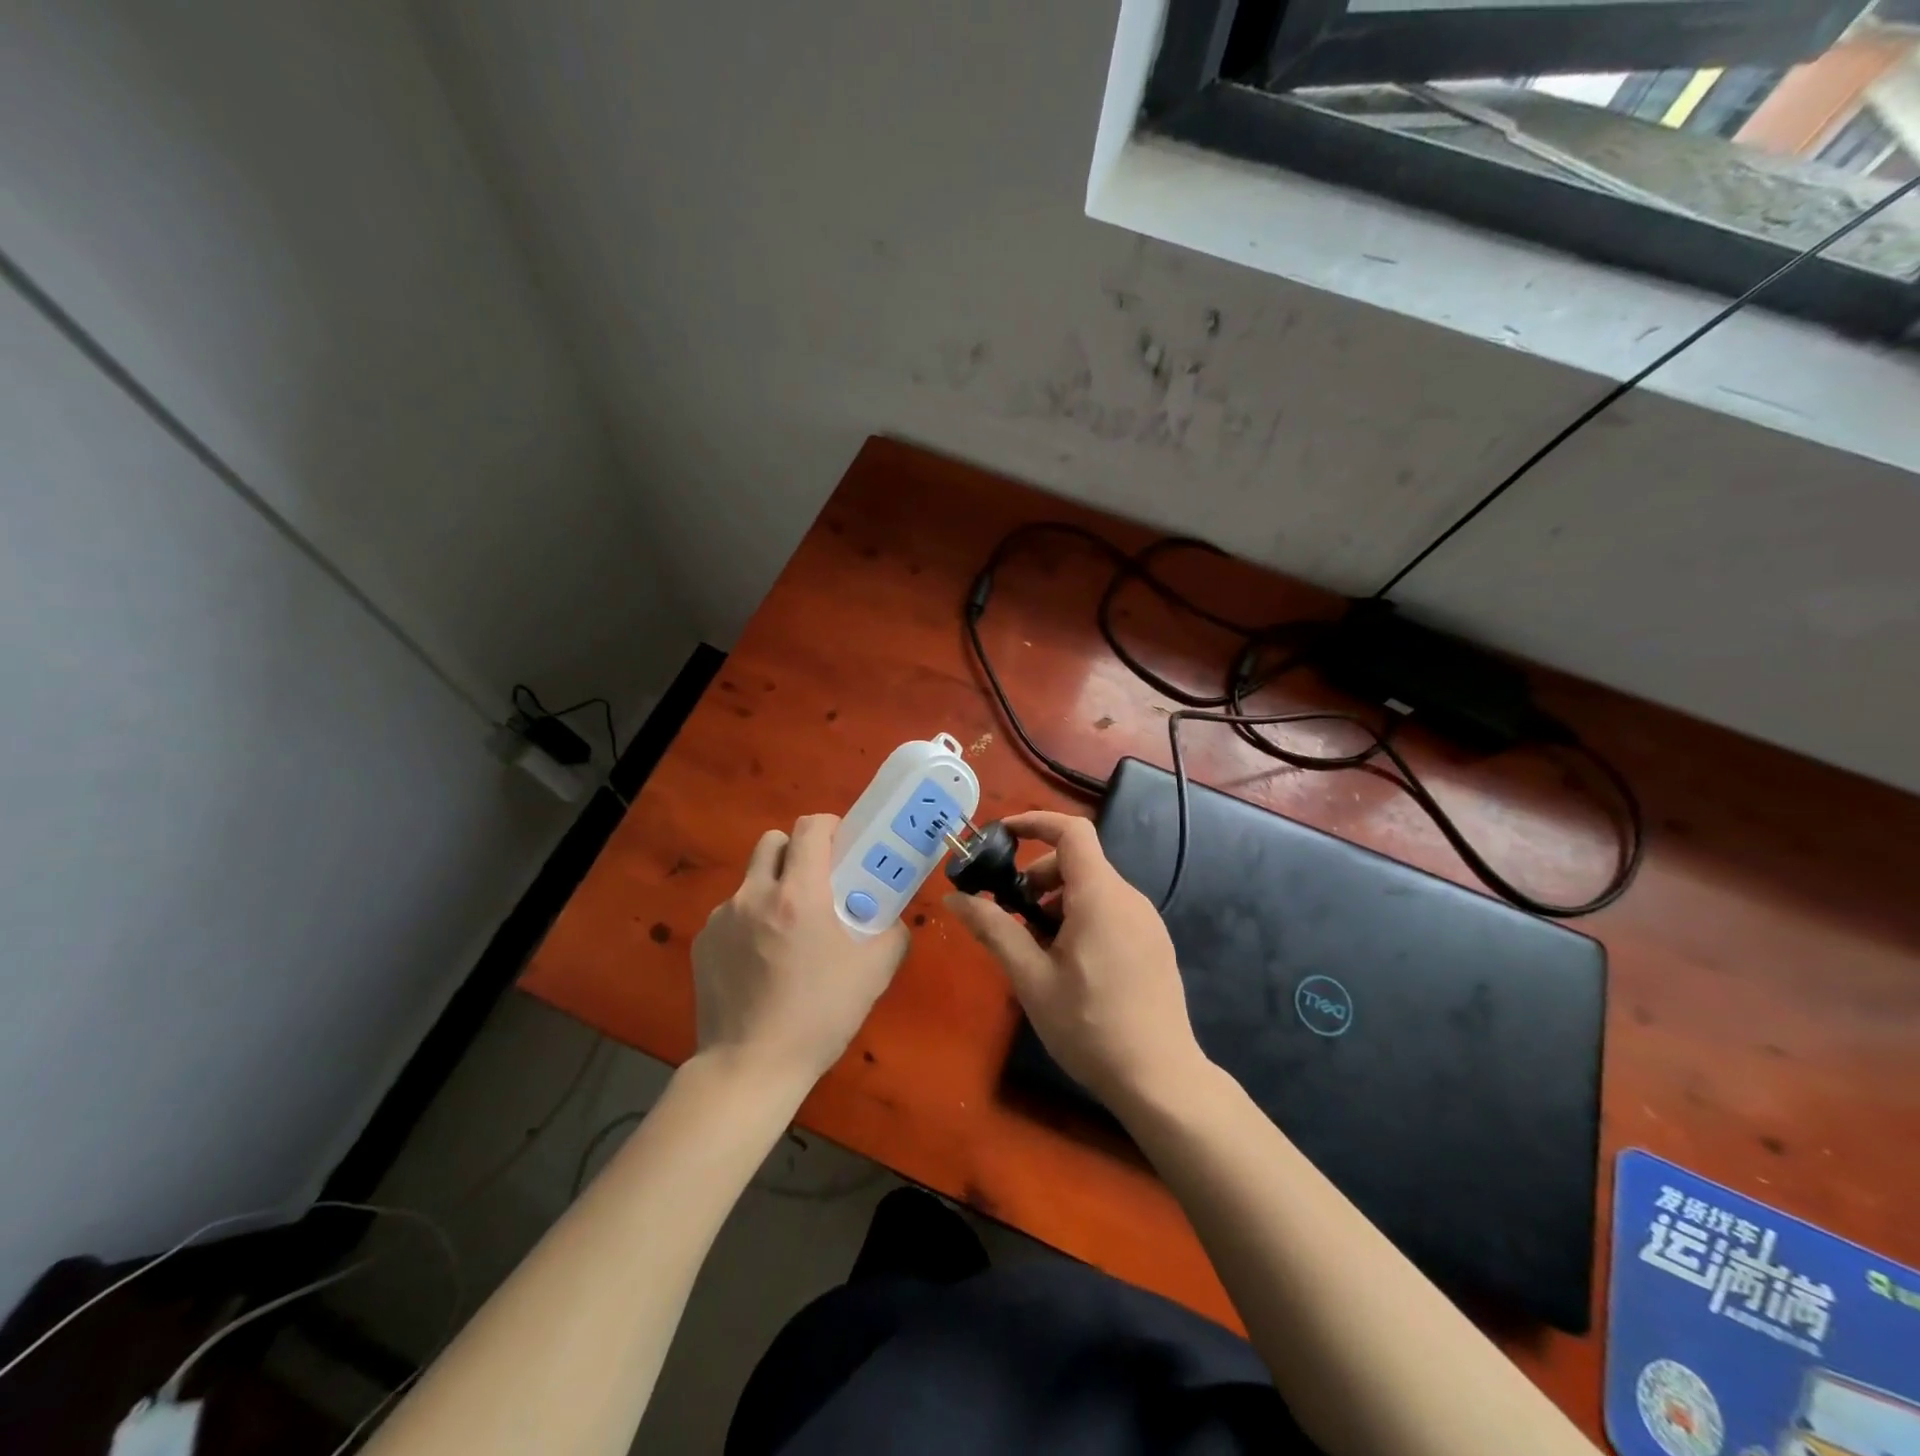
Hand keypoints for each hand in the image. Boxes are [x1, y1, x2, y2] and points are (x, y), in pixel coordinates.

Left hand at [692, 814, 908, 1087]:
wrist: (751, 1067)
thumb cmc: (819, 1016)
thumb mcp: (874, 973)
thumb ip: (891, 933)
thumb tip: (890, 918)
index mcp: (799, 895)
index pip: (810, 828)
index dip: (829, 827)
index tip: (842, 847)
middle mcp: (755, 894)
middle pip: (773, 842)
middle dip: (797, 852)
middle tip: (816, 884)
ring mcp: (722, 918)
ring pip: (752, 880)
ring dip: (772, 889)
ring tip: (787, 933)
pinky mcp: (703, 943)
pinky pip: (732, 914)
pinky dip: (749, 923)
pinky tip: (760, 963)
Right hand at [945, 810, 1207, 1110]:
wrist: (1160, 1080)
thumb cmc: (1089, 1026)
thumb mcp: (1031, 979)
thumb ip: (994, 930)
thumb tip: (954, 899)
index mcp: (1100, 896)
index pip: (1072, 832)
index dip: (1035, 823)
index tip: (1002, 836)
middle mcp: (1128, 898)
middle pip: (1078, 862)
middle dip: (1038, 876)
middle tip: (1012, 913)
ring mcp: (1146, 922)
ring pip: (1093, 889)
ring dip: (1057, 901)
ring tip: (1035, 946)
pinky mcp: (1153, 944)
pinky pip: (1110, 911)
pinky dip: (1080, 917)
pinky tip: (1067, 964)